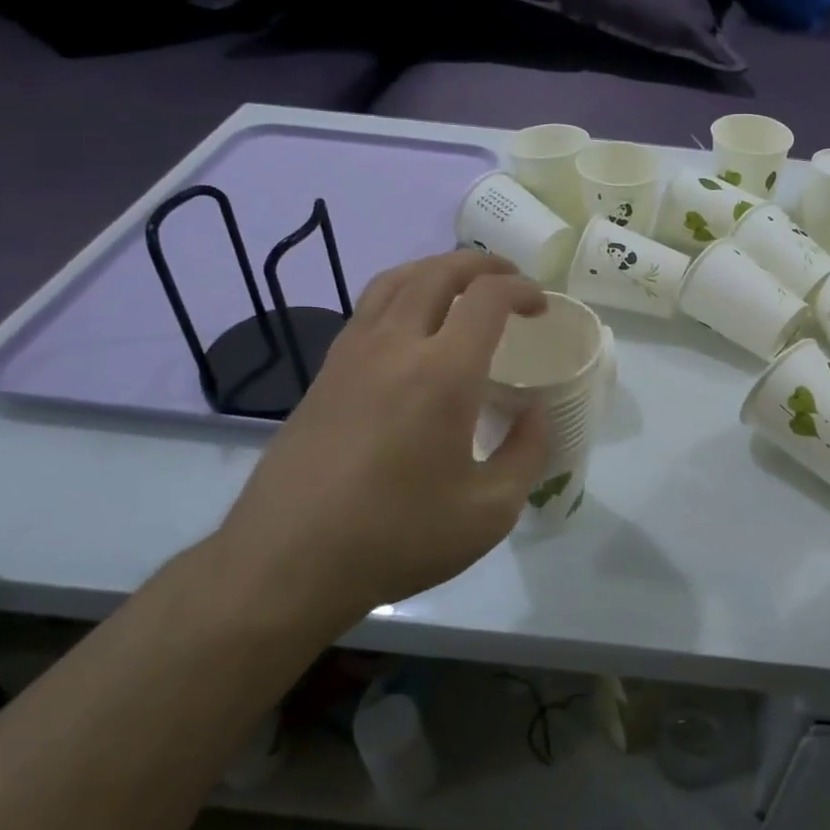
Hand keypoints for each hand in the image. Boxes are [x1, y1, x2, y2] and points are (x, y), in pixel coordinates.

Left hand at [212, 251, 549, 636]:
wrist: (288, 563)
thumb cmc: (399, 537)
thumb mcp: (490, 511)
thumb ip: (527, 451)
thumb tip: (534, 410)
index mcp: (444, 373)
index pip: (488, 298)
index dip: (522, 291)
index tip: (541, 307)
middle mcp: (396, 346)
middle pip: (438, 272)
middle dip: (482, 266)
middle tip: (509, 281)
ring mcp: (351, 355)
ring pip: (395, 280)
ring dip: (437, 270)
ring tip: (462, 287)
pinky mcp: (324, 373)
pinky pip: (367, 308)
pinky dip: (402, 294)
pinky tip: (412, 326)